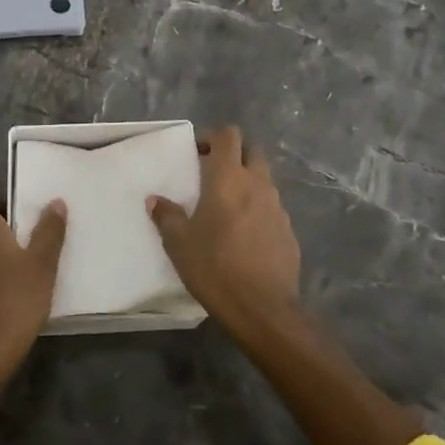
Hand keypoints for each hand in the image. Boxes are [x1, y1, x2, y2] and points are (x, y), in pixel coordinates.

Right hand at [149, 126, 300, 334]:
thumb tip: (155, 200)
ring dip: (247, 183)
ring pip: (264, 180)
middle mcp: (257, 184)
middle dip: (234, 155)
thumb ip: (167, 216)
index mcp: (229, 178)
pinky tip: (245, 236)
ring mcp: (278, 207)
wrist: (262, 309)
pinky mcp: (289, 231)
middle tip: (213, 175)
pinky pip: (272, 209)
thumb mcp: (179, 243)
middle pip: (252, 151)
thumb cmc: (214, 267)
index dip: (213, 137)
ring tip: (227, 208)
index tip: (197, 153)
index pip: (229, 135)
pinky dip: (258, 211)